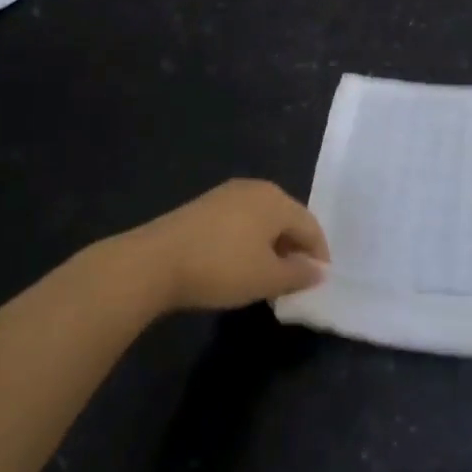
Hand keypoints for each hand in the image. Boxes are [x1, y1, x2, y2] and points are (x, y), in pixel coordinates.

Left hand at [127, 179, 328, 312]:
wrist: (152, 263)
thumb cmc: (221, 268)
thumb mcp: (267, 278)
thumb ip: (299, 274)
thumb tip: (319, 270)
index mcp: (276, 199)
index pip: (311, 226)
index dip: (319, 255)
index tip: (318, 283)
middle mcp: (255, 189)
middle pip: (287, 219)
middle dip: (295, 249)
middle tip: (295, 280)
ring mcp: (226, 194)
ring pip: (262, 221)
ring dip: (271, 247)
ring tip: (268, 276)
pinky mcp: (203, 207)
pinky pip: (240, 222)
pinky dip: (248, 242)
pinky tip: (239, 265)